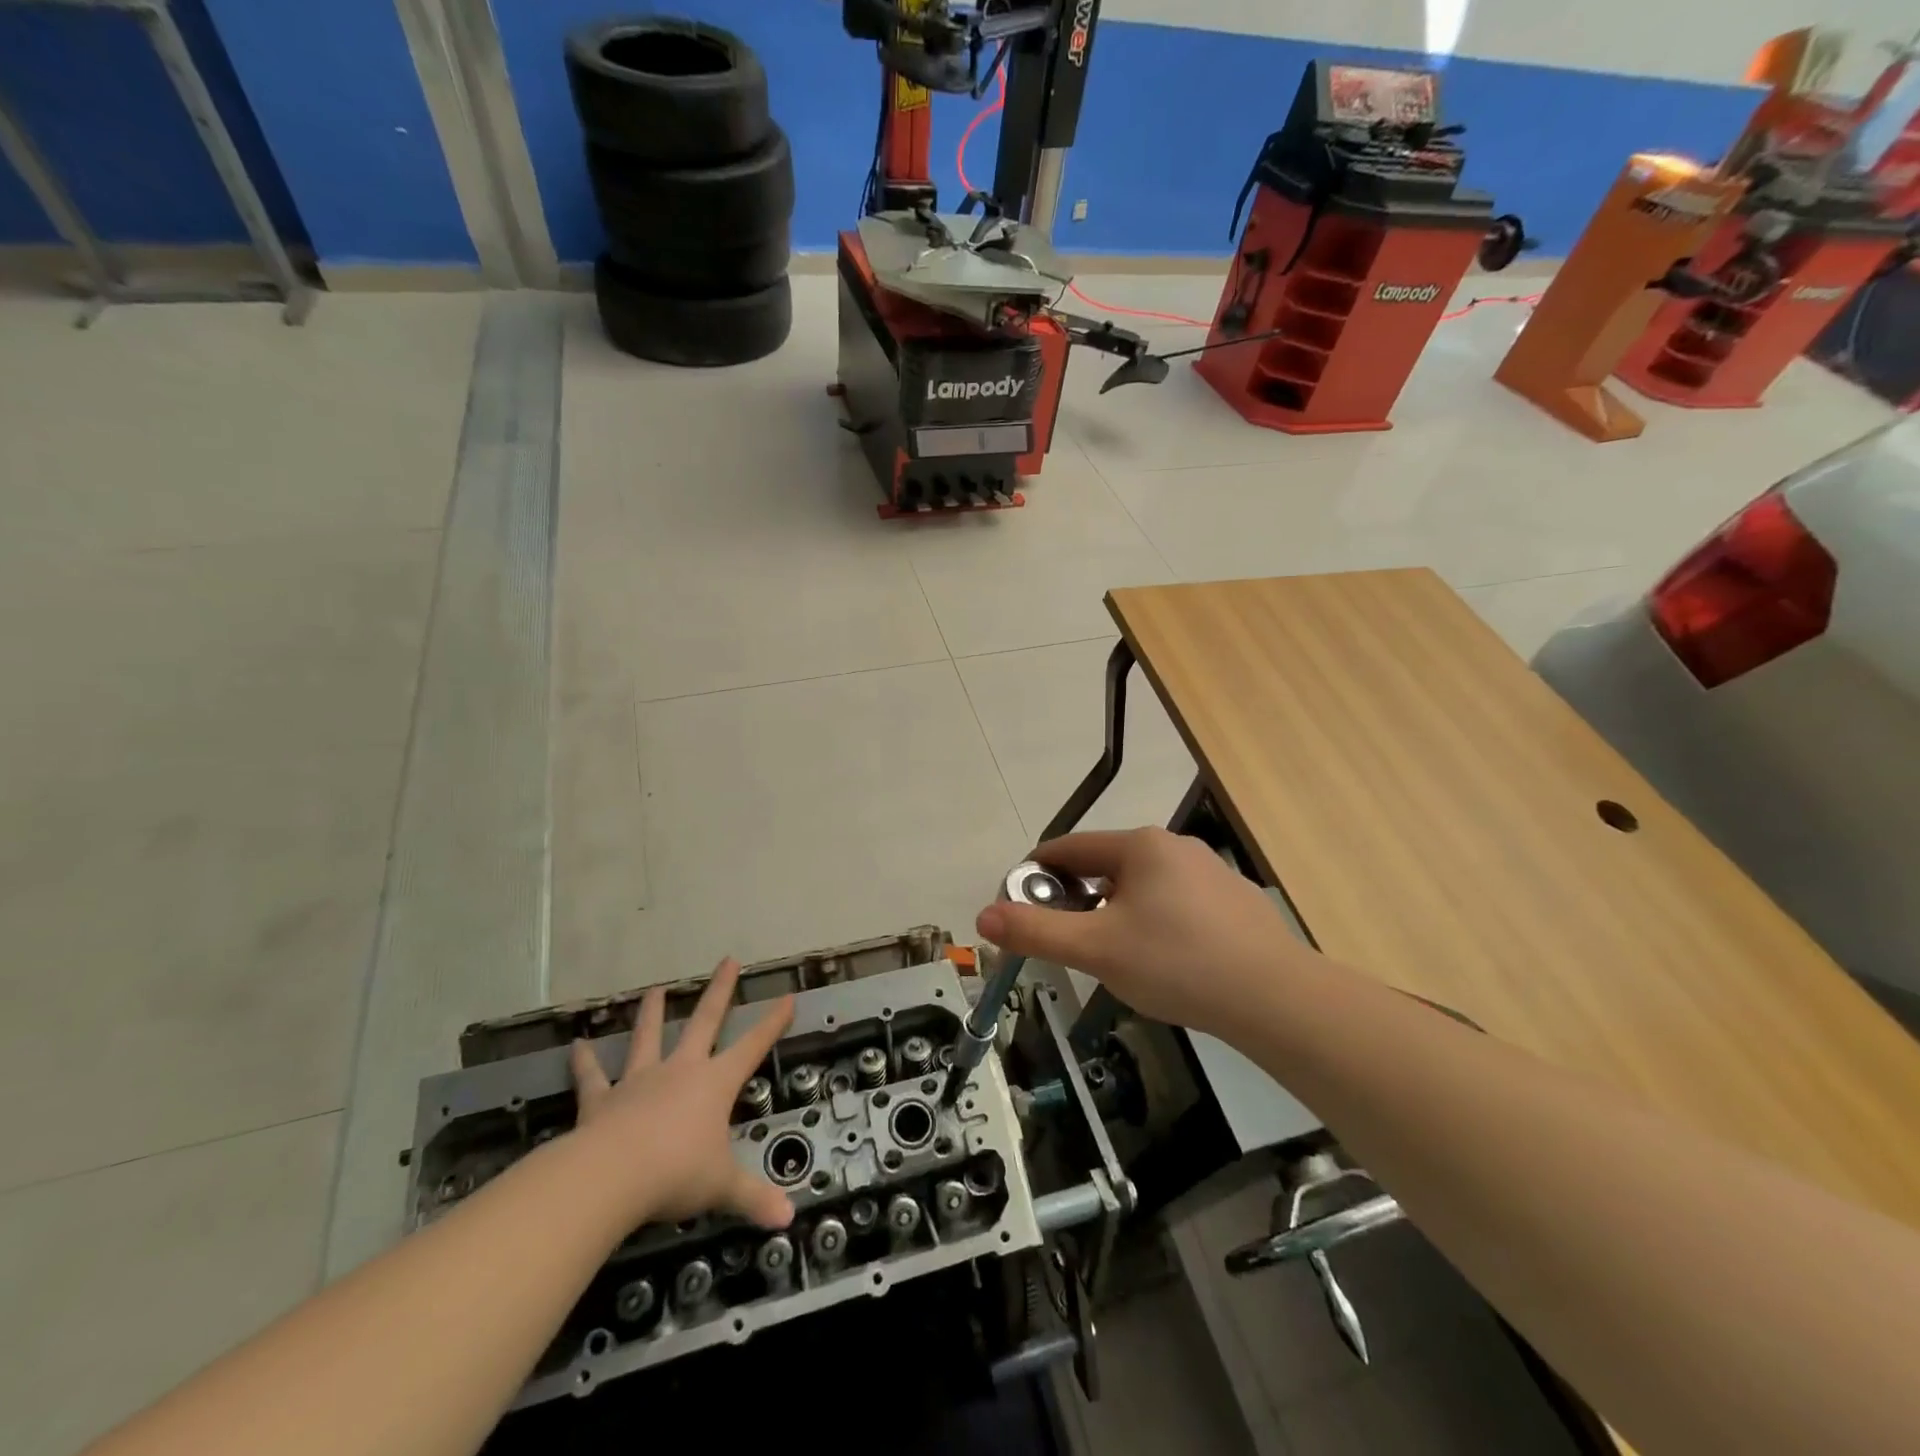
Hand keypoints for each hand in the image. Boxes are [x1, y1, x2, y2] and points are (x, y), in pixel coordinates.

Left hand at [568, 958, 793, 1230]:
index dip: (772, 1022)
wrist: (611, 1177)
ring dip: (652, 1013)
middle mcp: (681, 1071)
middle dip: (719, 991)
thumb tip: (789, 1218)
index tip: (787, 996)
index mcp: (715, 1084)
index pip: (752, 1047)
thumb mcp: (722, 1187)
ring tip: (654, 989)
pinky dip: (585, 1062)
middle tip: (728, 960)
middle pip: (704, 1022)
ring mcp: (640, 1081)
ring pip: (648, 1038)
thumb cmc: (676, 1174)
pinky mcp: (602, 1100)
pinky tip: (577, 1045)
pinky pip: (593, 1077)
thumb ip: (753, 1198)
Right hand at [975, 827, 1309, 1036]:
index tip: (1019, 910)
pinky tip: (1164, 963)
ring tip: (1115, 959)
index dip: (1035, 877)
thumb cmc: (1176, 963)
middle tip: (1069, 944)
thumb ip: (1035, 931)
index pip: (1067, 848)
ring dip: (1114, 914)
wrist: (1275, 999)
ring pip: (1139, 887)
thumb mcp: (1096, 949)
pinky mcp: (1231, 901)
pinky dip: (1152, 924)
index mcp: (1139, 845)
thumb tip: (983, 916)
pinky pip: (1173, 904)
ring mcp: (1208, 872)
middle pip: (1103, 866)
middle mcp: (1173, 846)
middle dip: (1076, 900)